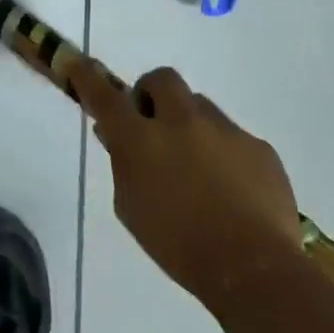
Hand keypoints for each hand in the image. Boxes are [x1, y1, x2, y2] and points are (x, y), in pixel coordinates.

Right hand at [79, 66, 303, 312]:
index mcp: (140, 139)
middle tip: (154, 124)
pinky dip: (225, 153)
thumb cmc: (178, 246)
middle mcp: (180, 121)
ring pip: (200, 106)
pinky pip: (234, 137)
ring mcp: (223, 130)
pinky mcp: (258, 147)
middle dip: (153, 94)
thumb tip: (115, 136)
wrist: (254, 270)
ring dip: (190, 124)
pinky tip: (232, 190)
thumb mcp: (131, 208)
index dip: (87, 75)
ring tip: (199, 167)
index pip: (104, 94)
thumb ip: (122, 165)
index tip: (75, 62)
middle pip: (162, 79)